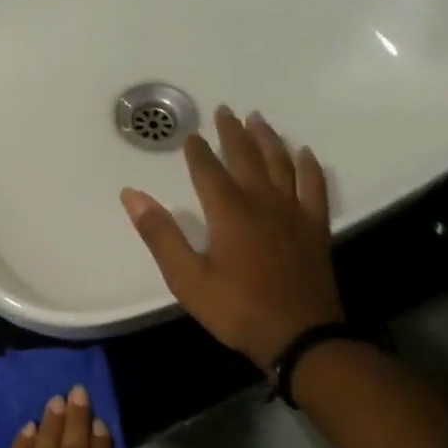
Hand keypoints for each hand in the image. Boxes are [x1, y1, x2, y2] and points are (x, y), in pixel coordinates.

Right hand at [121, 107, 343, 368]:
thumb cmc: (236, 308)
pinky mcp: (315, 228)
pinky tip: (305, 153)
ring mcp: (293, 213)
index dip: (197, 151)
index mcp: (228, 212)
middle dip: (233, 133)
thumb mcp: (186, 277)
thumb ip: (160, 234)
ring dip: (268, 139)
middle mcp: (262, 202)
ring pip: (281, 164)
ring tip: (259, 119)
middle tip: (225, 110)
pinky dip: (309, 167)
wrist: (301, 337)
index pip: (208, 170)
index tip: (191, 134)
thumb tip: (132, 195)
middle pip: (246, 158)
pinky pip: (315, 188)